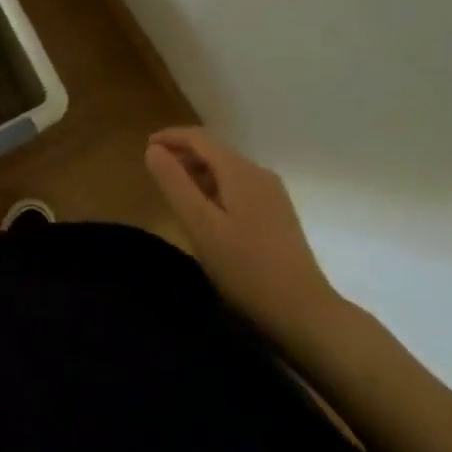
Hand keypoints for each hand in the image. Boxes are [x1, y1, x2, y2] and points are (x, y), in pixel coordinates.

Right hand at [145, 126, 345, 346]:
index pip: (199, 137)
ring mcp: (273, 194)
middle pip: (214, 151)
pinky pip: (239, 188)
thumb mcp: (200, 225)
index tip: (145, 148)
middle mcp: (259, 173)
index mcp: (240, 171)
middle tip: (156, 174)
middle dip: (183, 156)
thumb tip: (153, 150)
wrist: (306, 313)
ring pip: (227, 171)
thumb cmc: (246, 268)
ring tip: (176, 195)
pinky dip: (215, 190)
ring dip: (198, 174)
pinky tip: (207, 215)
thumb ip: (174, 183)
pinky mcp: (278, 215)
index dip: (169, 137)